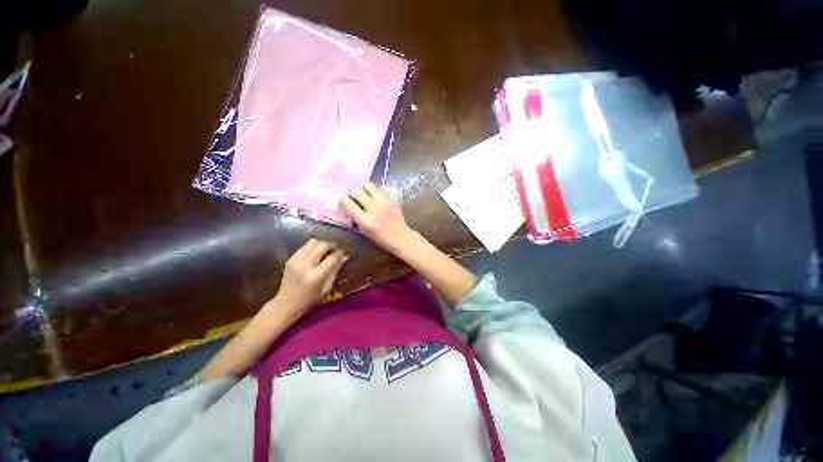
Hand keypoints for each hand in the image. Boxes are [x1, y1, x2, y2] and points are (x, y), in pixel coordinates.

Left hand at [272, 239, 347, 317]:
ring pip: (313, 242)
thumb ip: (335, 270)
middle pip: (322, 245)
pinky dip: (313, 247)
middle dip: (332, 245)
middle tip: (336, 249)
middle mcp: (306, 265)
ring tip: (326, 249)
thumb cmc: (310, 299)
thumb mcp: (326, 287)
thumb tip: (344, 257)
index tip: (344, 253)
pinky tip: (316, 253)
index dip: (340, 253)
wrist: (286, 303)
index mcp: (316, 275)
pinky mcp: (291, 259)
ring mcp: (297, 260)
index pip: (332, 257)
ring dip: (322, 243)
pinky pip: (304, 246)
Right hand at [343, 183, 416, 254]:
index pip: (348, 203)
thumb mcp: (364, 232)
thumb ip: (356, 218)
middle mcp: (374, 209)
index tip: (345, 202)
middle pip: (357, 191)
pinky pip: (379, 190)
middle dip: (353, 194)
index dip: (344, 201)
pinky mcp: (391, 199)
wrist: (401, 237)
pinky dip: (374, 193)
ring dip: (363, 190)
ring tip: (365, 196)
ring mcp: (384, 202)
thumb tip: (348, 206)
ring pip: (368, 185)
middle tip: (355, 199)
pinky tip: (376, 199)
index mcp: (366, 221)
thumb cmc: (381, 238)